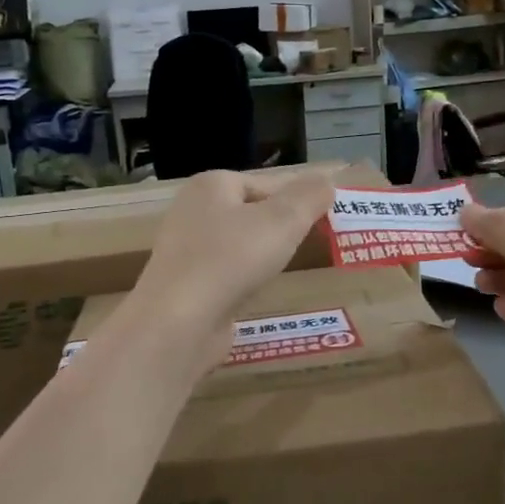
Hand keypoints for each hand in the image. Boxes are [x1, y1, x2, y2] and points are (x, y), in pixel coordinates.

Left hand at [126, 170, 335, 371]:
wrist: (179, 323)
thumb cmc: (232, 260)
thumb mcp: (283, 221)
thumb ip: (308, 197)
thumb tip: (326, 180)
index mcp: (211, 185)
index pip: (266, 183)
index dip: (297, 198)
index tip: (326, 217)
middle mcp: (192, 211)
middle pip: (250, 212)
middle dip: (281, 226)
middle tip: (312, 242)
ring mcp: (185, 251)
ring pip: (238, 244)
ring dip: (263, 254)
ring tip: (287, 266)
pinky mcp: (186, 286)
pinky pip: (226, 273)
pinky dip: (244, 279)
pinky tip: (258, 291)